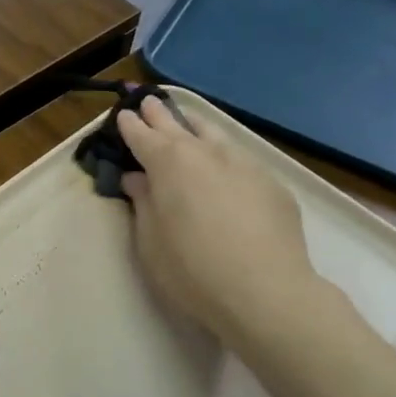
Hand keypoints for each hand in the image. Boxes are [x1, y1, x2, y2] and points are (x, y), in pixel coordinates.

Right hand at [118, 97, 332, 346]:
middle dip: (159, 113)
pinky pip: (240, 158)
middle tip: (149, 103)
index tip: (124, 115)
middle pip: (176, 124)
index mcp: (168, 163)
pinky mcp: (271, 182)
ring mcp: (243, 162)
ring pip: (213, 133)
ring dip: (195, 126)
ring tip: (187, 122)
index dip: (130, 125)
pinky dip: (224, 155)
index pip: (142, 135)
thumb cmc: (193, 271)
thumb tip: (137, 179)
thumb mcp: (150, 243)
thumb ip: (143, 203)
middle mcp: (205, 152)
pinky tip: (224, 168)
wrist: (266, 293)